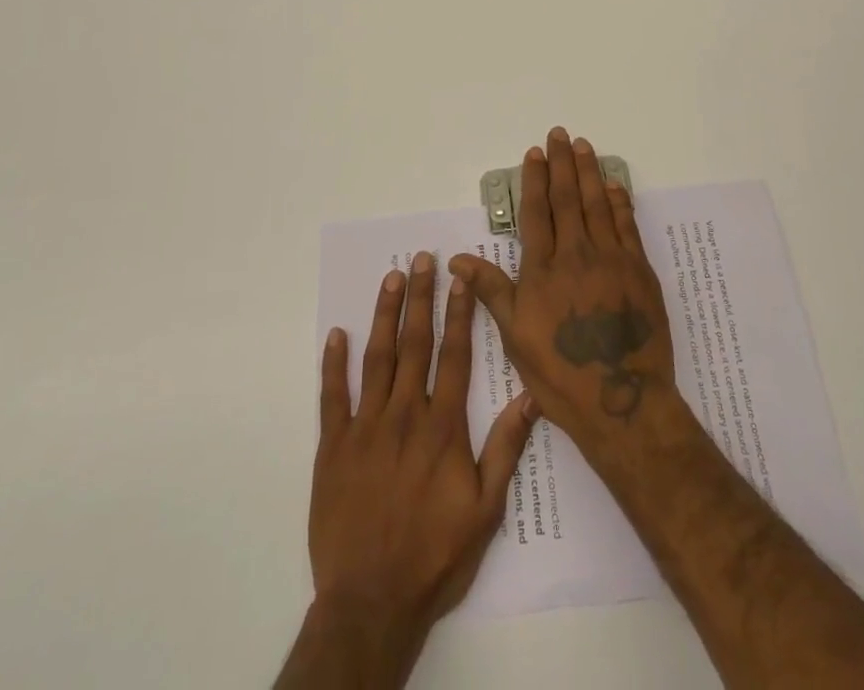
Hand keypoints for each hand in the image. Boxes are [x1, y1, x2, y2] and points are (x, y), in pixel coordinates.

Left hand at [306, 252, 536, 657]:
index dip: (459, 313)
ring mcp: (365, 427)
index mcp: (443, 427)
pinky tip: (337, 334)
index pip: (455, 355)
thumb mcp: (485, 510)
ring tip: (391, 278)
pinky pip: (332, 396)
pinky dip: (333, 363)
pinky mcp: (333, 447)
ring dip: (384, 315)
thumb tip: (531, 396)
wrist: (371, 603)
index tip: (460, 278)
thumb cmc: (434, 557)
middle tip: (423, 258)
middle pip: (416, 344)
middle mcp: (405, 415)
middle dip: (421, 297)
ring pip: (377, 358)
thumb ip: (505, 448)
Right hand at [451, 128, 685, 472]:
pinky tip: (614, 185)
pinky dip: (620, 201)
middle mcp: (577, 254)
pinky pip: (627, 225)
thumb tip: (456, 259)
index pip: (538, 211)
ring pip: (597, 204)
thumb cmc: (560, 374)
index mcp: (544, 269)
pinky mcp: (639, 270)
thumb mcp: (515, 336)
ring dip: (589, 172)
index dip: (535, 179)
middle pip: (567, 198)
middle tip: (559, 134)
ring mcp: (612, 259)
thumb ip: (491, 290)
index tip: (534, 152)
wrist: (622, 401)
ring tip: (583, 146)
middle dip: (562, 163)